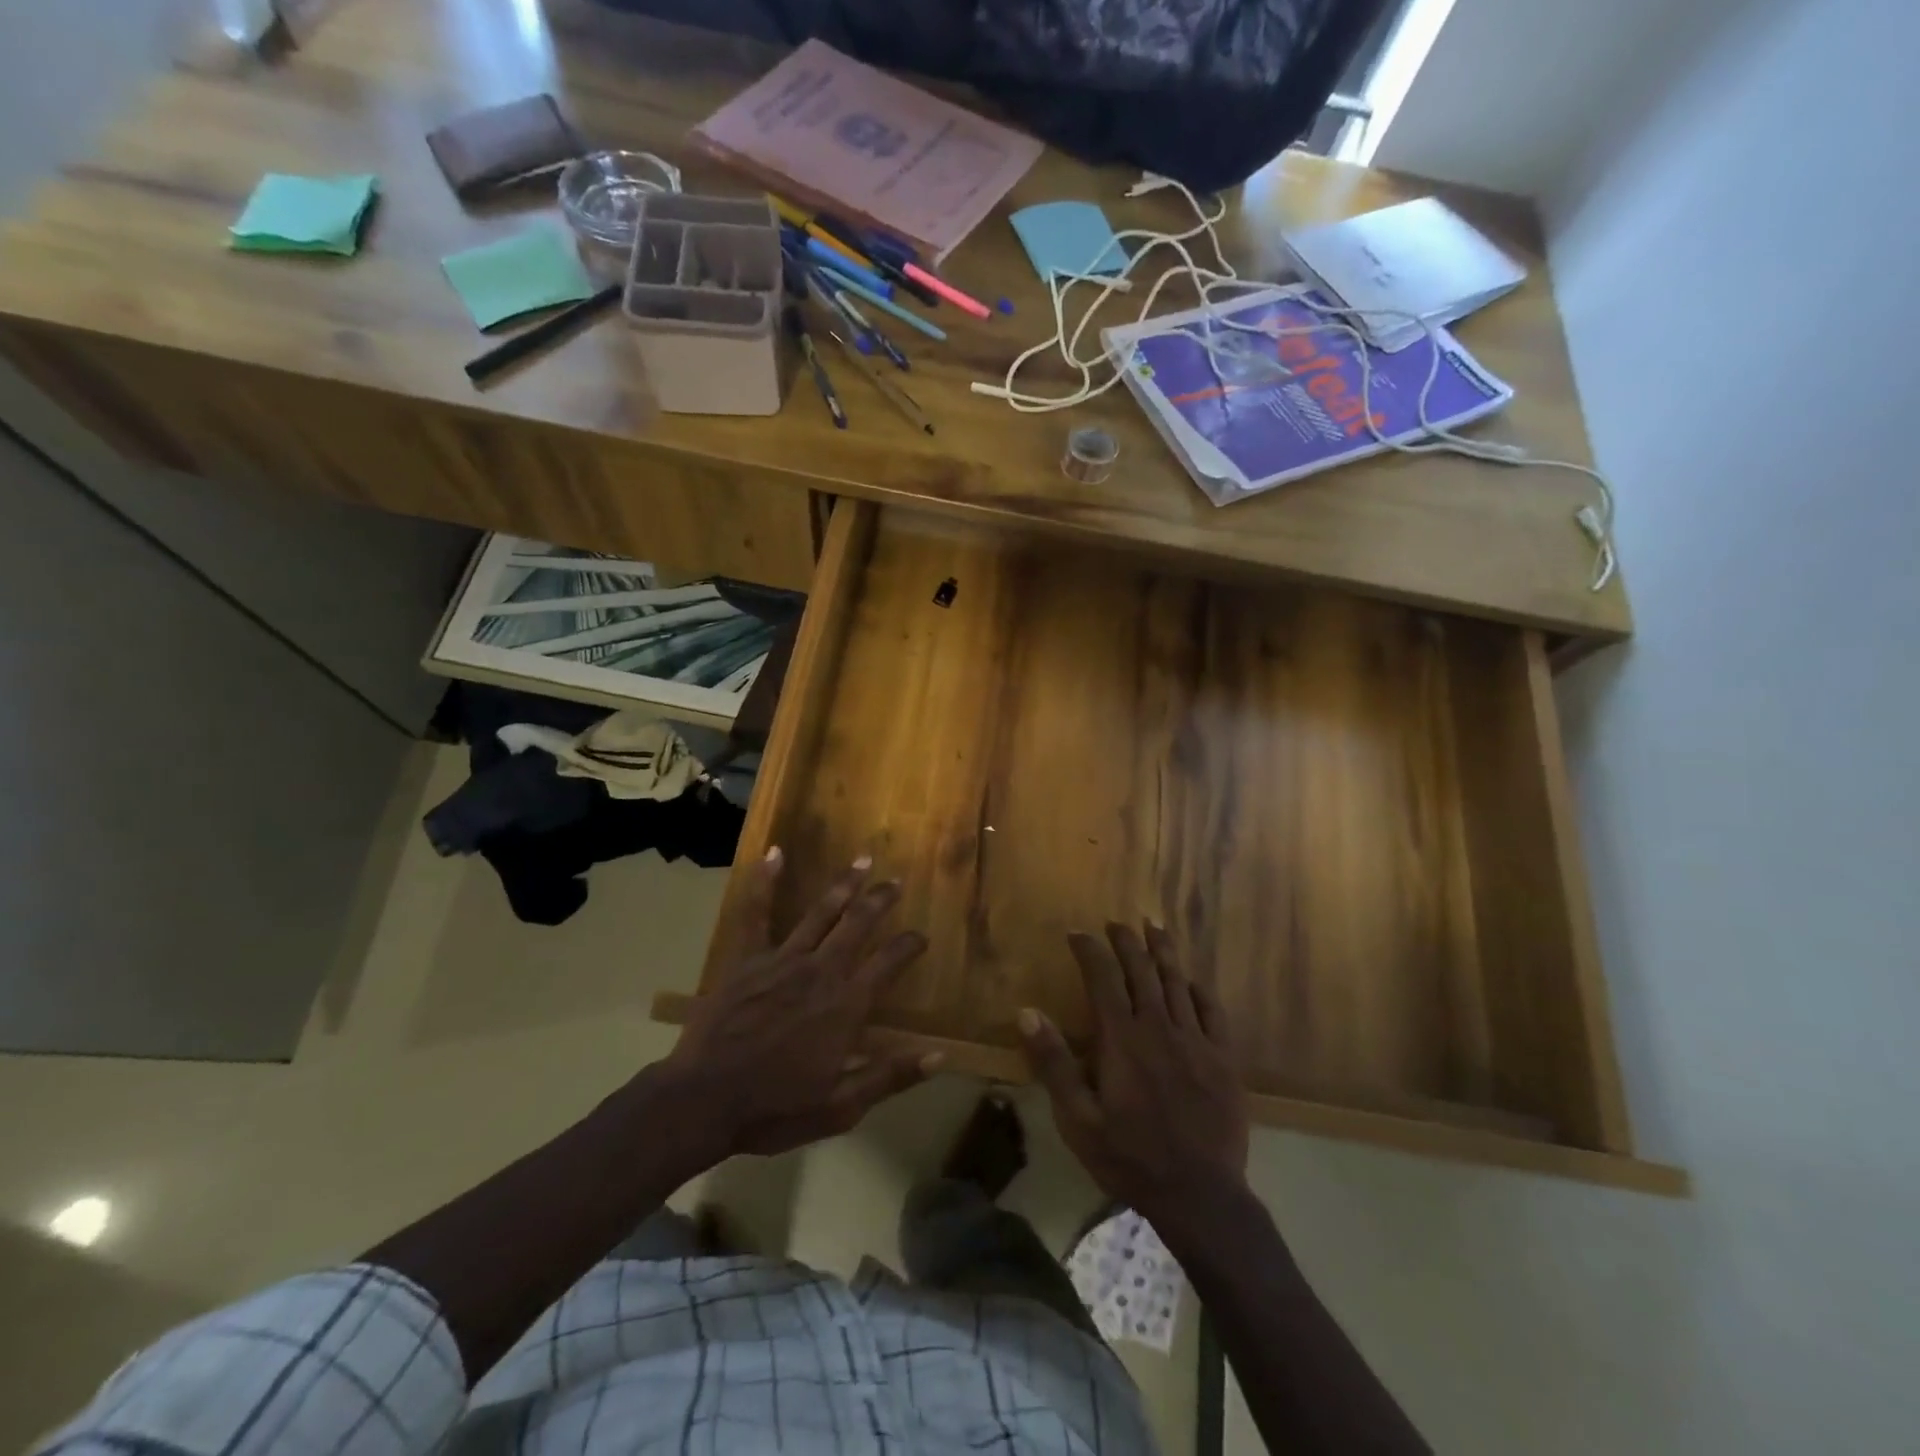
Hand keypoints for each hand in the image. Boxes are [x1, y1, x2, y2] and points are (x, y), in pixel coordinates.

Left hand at [661, 848, 939, 1159]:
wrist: (704, 1101)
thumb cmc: (776, 1107)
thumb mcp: (841, 1105)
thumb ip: (890, 1076)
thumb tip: (940, 1056)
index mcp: (846, 1004)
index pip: (889, 962)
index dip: (909, 945)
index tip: (920, 936)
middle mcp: (821, 971)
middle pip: (858, 925)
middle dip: (880, 900)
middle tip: (896, 882)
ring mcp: (783, 960)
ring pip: (821, 912)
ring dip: (844, 884)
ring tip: (862, 861)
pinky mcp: (748, 959)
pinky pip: (757, 913)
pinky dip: (765, 882)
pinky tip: (773, 852)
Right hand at [1020, 922, 1249, 1226]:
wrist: (1201, 1196)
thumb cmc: (1131, 1158)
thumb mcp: (1078, 1120)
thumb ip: (1054, 1064)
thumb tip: (1027, 1012)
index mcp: (1123, 1039)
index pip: (1103, 978)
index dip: (1089, 951)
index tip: (1077, 933)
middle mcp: (1160, 1028)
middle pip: (1142, 971)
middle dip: (1126, 941)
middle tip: (1116, 923)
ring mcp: (1196, 1041)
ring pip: (1177, 982)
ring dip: (1163, 951)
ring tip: (1153, 927)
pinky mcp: (1224, 1059)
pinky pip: (1213, 1011)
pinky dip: (1200, 989)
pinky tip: (1192, 979)